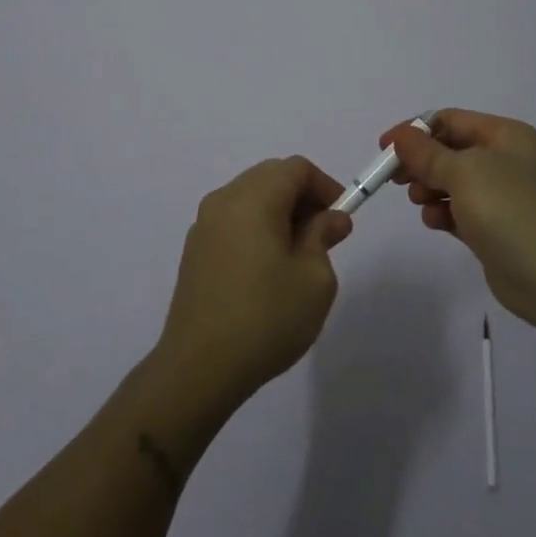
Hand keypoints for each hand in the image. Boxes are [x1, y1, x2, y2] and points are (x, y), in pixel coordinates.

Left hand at [155, 157, 352, 409]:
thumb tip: (330, 218)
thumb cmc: (266, 318)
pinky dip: (256, 228)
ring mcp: (203, 225)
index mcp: (253, 198)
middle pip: (270, 177)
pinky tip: (267, 269)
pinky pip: (233, 221)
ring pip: (250, 198)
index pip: (295, 168)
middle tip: (324, 235)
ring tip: (298, 255)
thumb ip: (323, 236)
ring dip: (279, 212)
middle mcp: (224, 200)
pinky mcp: (194, 251)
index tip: (341, 218)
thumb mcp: (314, 279)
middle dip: (302, 197)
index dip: (324, 186)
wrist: (199, 368)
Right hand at [385, 110, 535, 336]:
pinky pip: (460, 211)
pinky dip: (443, 213)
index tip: (385, 149)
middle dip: (421, 162)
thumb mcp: (463, 172)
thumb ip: (427, 153)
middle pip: (449, 151)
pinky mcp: (496, 228)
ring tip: (421, 202)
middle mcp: (506, 160)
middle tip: (396, 179)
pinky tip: (435, 222)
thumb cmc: (509, 210)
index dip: (415, 131)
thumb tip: (400, 136)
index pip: (450, 120)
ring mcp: (503, 196)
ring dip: (430, 188)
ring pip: (452, 182)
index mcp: (505, 136)